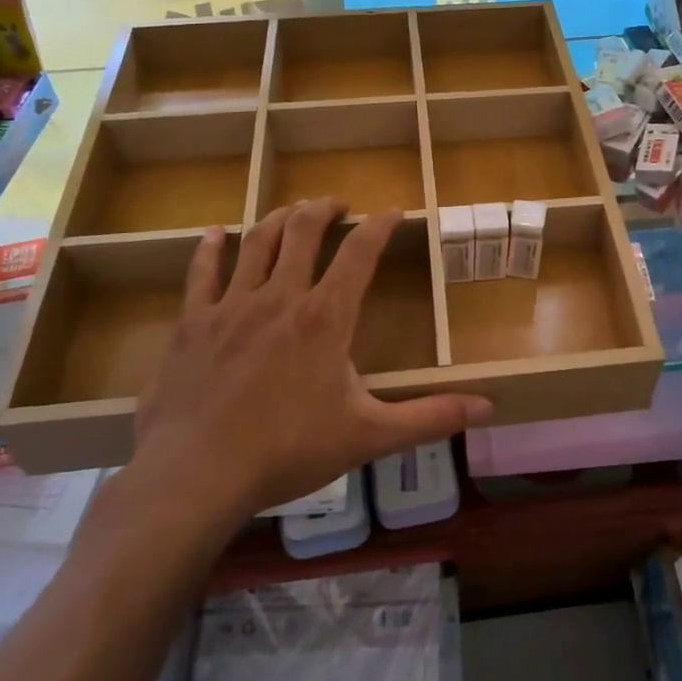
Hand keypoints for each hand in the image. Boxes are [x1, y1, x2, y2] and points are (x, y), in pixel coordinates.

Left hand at [126, 199, 491, 520]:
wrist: (198, 474)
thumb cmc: (289, 451)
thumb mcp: (368, 436)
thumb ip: (430, 417)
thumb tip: (488, 407)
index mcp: (325, 317)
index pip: (360, 252)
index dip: (381, 225)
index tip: (394, 212)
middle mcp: (280, 296)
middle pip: (303, 230)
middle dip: (324, 209)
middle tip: (337, 206)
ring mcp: (231, 305)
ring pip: (257, 241)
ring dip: (278, 218)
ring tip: (292, 211)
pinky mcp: (194, 322)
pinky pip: (202, 272)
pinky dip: (211, 248)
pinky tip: (217, 234)